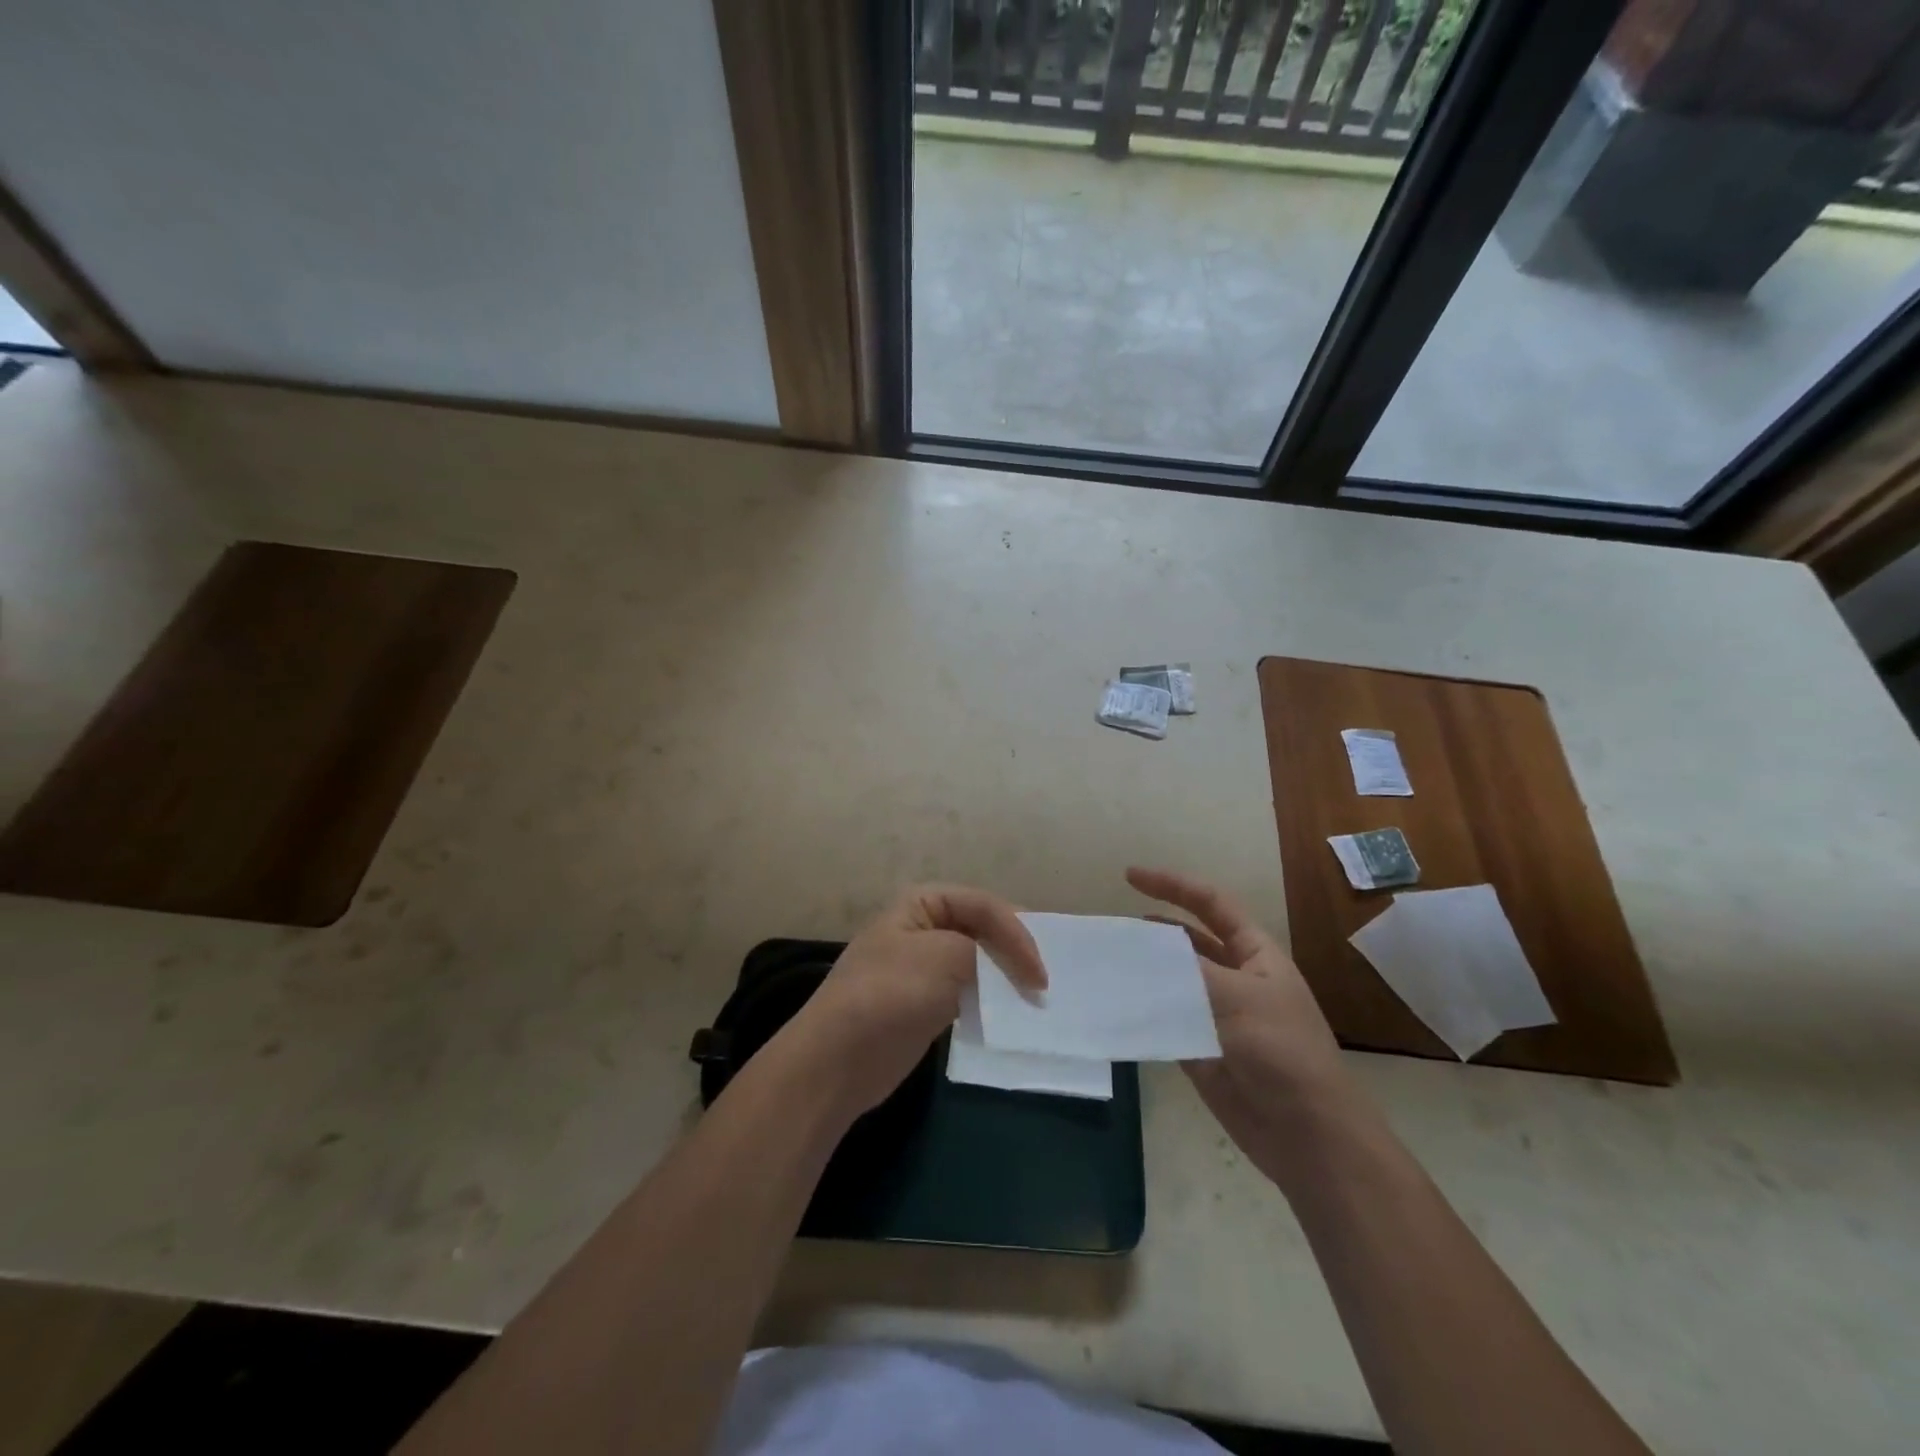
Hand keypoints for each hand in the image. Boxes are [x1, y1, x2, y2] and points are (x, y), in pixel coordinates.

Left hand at [773, 884, 1045, 1121]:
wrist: (838, 1059)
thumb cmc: (891, 994)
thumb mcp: (945, 957)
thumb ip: (984, 952)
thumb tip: (1008, 972)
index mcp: (922, 903)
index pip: (984, 905)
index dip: (1018, 933)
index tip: (1040, 973)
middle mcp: (923, 927)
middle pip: (982, 929)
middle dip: (1014, 951)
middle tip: (1044, 979)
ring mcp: (923, 967)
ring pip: (977, 962)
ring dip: (1004, 977)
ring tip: (1034, 997)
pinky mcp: (926, 1002)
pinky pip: (968, 991)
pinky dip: (990, 999)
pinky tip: (1009, 1014)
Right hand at [1127, 866, 1361, 1185]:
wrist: (1305, 1134)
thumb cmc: (1281, 1052)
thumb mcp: (1236, 997)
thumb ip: (1186, 968)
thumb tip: (1141, 949)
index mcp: (1254, 954)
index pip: (1210, 904)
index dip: (1173, 885)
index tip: (1129, 876)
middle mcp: (1233, 977)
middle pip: (1186, 940)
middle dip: (1151, 930)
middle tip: (1108, 927)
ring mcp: (1215, 1014)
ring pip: (1171, 980)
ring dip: (1141, 970)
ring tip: (1102, 961)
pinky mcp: (1198, 1047)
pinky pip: (1164, 1018)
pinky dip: (1140, 1009)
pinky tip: (1111, 1003)